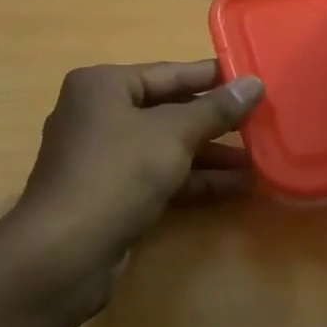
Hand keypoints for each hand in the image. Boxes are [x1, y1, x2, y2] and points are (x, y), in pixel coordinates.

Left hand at [7, 61, 263, 308]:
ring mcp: (102, 157)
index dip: (212, 77)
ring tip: (259, 159)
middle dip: (214, 121)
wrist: (64, 253)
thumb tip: (254, 83)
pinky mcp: (110, 194)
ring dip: (210, 154)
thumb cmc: (117, 173)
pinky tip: (237, 187)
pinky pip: (159, 177)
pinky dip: (194, 180)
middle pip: (167, 110)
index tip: (252, 78)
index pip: (168, 73)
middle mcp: (98, 114)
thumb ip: (215, 109)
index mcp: (103, 86)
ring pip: (165, 147)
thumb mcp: (172, 135)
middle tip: (262, 120)